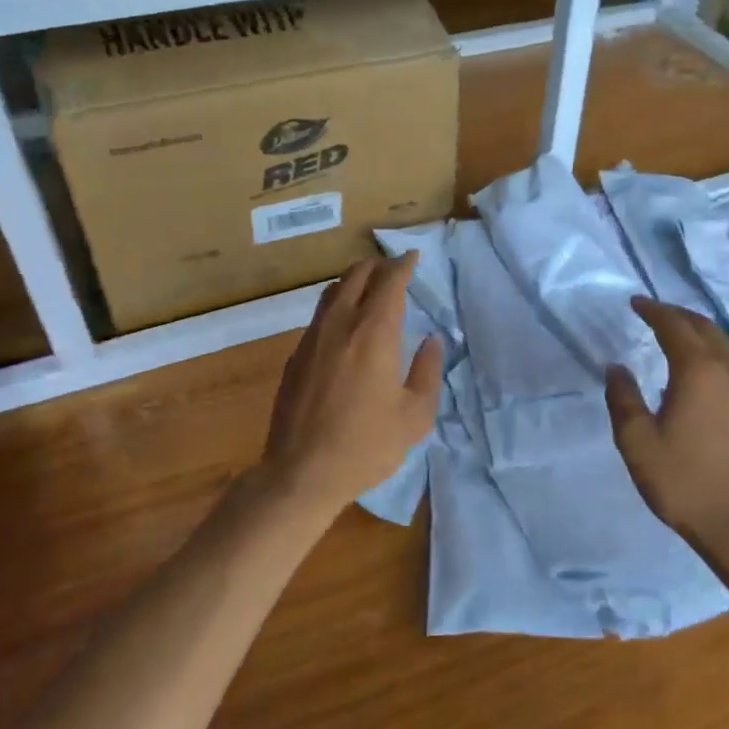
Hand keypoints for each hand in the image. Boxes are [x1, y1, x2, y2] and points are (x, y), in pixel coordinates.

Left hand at [261, 254, 442, 518]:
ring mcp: (312, 339)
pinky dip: (337, 306)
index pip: (389, 282)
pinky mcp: (295, 357)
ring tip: (368, 288)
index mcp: (373, 333)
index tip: (412, 256)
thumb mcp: (415, 416)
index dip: (403, 265)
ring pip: (332, 292)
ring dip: (353, 281)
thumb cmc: (366, 445)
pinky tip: (343, 326)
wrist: (301, 472)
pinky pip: (319, 317)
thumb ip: (428, 372)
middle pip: (356, 276)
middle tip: (393, 269)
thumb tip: (432, 342)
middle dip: (377, 266)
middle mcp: (340, 325)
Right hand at [604, 296, 728, 551]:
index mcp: (698, 371)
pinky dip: (713, 352)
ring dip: (698, 331)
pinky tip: (700, 370)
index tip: (635, 303)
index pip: (674, 326)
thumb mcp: (637, 442)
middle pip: (703, 328)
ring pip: (723, 344)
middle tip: (653, 312)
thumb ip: (623, 398)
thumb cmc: (684, 481)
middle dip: (677, 315)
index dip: (653, 310)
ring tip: (676, 334)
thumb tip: (617, 367)